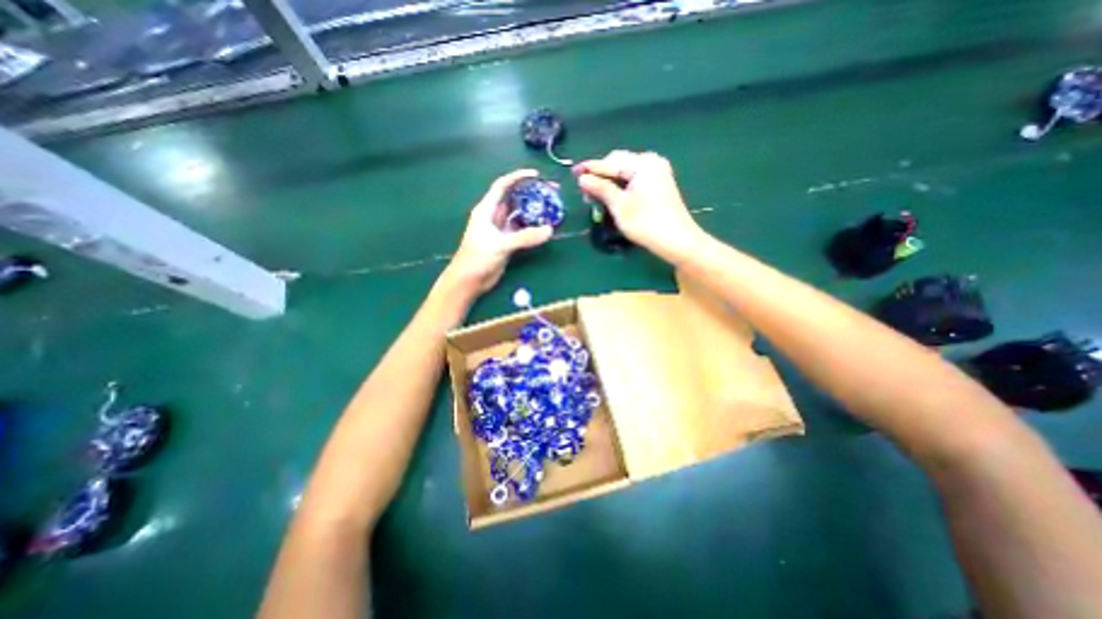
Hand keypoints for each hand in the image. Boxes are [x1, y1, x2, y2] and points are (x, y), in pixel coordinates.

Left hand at [442, 170, 556, 294]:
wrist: (469, 281)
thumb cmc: (477, 258)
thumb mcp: (501, 245)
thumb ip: (525, 237)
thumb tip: (549, 230)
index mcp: (487, 210)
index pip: (502, 186)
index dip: (518, 177)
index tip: (536, 175)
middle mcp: (494, 217)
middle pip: (514, 199)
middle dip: (530, 194)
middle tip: (550, 192)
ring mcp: (501, 230)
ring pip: (519, 216)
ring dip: (533, 212)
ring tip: (551, 208)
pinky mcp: (506, 243)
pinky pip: (522, 231)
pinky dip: (532, 229)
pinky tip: (544, 228)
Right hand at [579, 150, 703, 263]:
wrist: (677, 241)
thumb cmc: (646, 223)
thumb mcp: (619, 206)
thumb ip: (600, 188)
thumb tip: (582, 178)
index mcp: (642, 164)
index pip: (610, 162)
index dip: (590, 168)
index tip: (573, 172)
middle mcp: (651, 162)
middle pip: (618, 164)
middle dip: (600, 176)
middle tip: (584, 190)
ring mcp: (657, 173)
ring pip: (626, 173)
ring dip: (609, 182)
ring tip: (594, 196)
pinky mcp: (659, 184)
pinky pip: (634, 180)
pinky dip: (621, 187)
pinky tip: (611, 196)